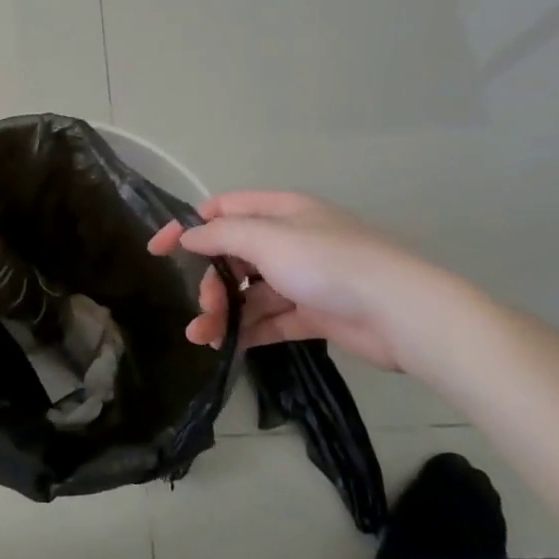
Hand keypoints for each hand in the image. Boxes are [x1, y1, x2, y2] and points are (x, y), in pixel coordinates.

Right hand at [148, 191, 462, 373]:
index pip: (223, 210)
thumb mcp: (268, 240)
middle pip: (234, 256)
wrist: (401, 312)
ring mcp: (303, 279)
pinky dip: (249, 331)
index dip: (188, 227)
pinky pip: (271, 319)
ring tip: (204, 338)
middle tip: (204, 308)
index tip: (157, 250)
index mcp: (281, 212)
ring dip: (224, 312)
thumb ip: (222, 236)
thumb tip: (187, 235)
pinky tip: (228, 347)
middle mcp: (290, 241)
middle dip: (211, 281)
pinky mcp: (314, 313)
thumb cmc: (329, 263)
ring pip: (250, 292)